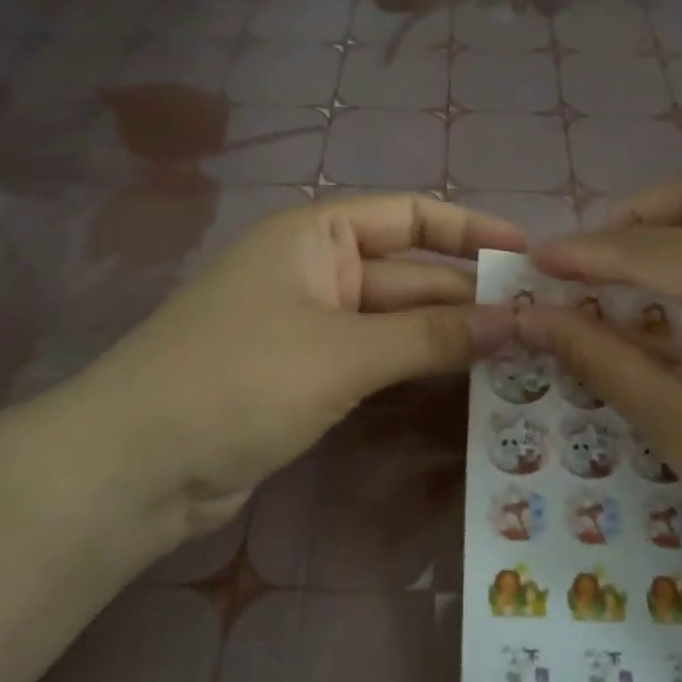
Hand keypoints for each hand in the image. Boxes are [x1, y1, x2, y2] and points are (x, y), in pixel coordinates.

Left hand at [57, 193, 524, 536]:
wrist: (138, 465)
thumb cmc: (240, 380)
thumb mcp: (344, 352)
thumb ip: (432, 336)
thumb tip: (517, 321)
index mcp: (315, 237)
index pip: (409, 215)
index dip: (471, 231)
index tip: (530, 254)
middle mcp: (315, 272)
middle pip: (408, 275)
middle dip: (469, 296)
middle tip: (544, 323)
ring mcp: (309, 329)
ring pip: (395, 325)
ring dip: (449, 338)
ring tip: (523, 355)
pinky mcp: (306, 379)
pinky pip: (375, 363)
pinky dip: (416, 371)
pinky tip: (467, 385)